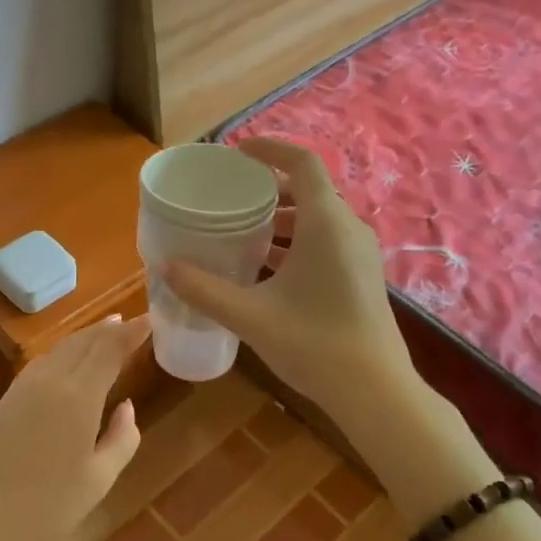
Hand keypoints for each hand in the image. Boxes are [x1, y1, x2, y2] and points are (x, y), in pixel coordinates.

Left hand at [0, 313, 151, 540]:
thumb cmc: (47, 508)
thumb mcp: (98, 480)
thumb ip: (122, 438)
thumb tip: (126, 406)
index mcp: (79, 397)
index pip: (110, 350)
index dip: (132, 332)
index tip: (150, 319)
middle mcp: (51, 381)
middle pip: (84, 342)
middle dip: (109, 329)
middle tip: (131, 321)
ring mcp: (24, 388)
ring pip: (60, 349)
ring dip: (85, 337)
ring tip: (105, 332)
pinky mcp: (6, 400)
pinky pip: (42, 363)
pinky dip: (63, 352)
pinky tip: (69, 359)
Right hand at [161, 139, 413, 429]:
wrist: (375, 391)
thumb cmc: (314, 344)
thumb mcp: (250, 316)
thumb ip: (204, 289)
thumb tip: (165, 266)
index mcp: (327, 223)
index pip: (302, 163)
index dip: (270, 149)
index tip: (237, 152)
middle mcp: (349, 229)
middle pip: (309, 190)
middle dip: (269, 188)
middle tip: (230, 197)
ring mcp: (360, 254)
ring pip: (318, 219)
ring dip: (282, 219)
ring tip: (242, 231)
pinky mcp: (362, 277)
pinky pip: (326, 241)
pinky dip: (296, 242)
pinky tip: (267, 268)